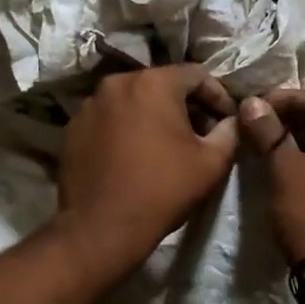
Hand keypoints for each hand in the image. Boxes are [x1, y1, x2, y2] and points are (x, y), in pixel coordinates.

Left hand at [55, 64, 239, 276]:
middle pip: (162, 84)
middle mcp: (118, 82)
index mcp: (154, 83)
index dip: (218, 96)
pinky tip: (135, 154)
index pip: (197, 75)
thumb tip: (231, 121)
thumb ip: (229, 132)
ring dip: (153, 115)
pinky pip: (109, 117)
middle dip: (185, 104)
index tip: (227, 120)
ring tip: (166, 144)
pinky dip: (126, 127)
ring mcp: (90, 104)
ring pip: (133, 99)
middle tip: (201, 132)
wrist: (101, 228)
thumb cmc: (163, 190)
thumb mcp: (212, 163)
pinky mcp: (73, 126)